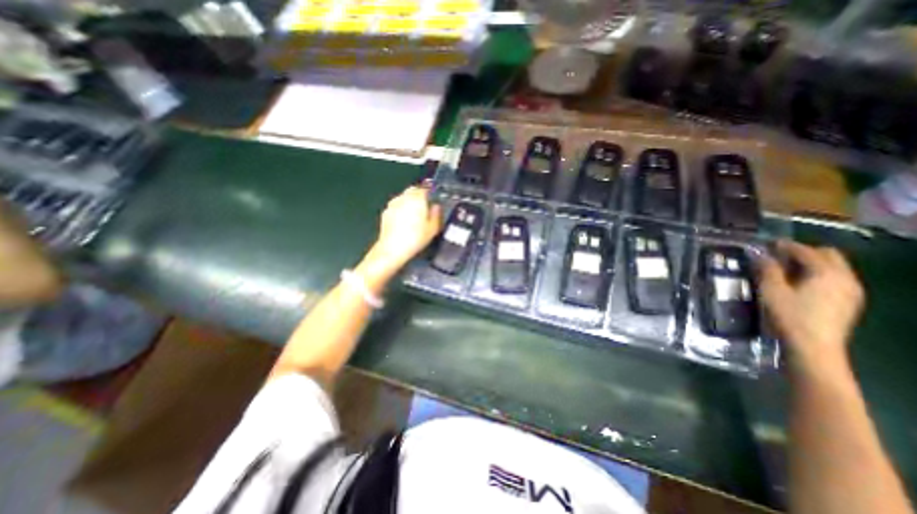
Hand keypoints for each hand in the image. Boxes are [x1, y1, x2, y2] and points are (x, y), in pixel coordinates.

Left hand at [359, 186, 441, 283]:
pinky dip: (400, 209)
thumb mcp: (433, 228)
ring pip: (403, 197)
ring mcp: (393, 204)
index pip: (425, 188)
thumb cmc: (416, 238)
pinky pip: (396, 206)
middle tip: (425, 206)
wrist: (392, 249)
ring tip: (414, 214)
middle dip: (419, 195)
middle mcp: (404, 197)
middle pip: (412, 190)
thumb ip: (436, 214)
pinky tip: (403, 221)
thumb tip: (436, 206)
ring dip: (409, 202)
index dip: (430, 192)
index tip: (433, 199)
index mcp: (417, 198)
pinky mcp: (385, 212)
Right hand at [757, 239, 864, 375]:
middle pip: (827, 255)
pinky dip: (817, 275)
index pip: (806, 251)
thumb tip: (759, 254)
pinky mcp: (848, 302)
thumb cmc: (790, 316)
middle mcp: (845, 278)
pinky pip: (834, 279)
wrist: (814, 347)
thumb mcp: (771, 290)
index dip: (785, 246)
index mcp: (827, 273)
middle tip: (778, 256)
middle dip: (803, 252)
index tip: (767, 244)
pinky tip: (799, 284)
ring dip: (810, 264)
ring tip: (785, 270)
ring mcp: (851, 291)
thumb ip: (767, 270)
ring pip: (833, 267)